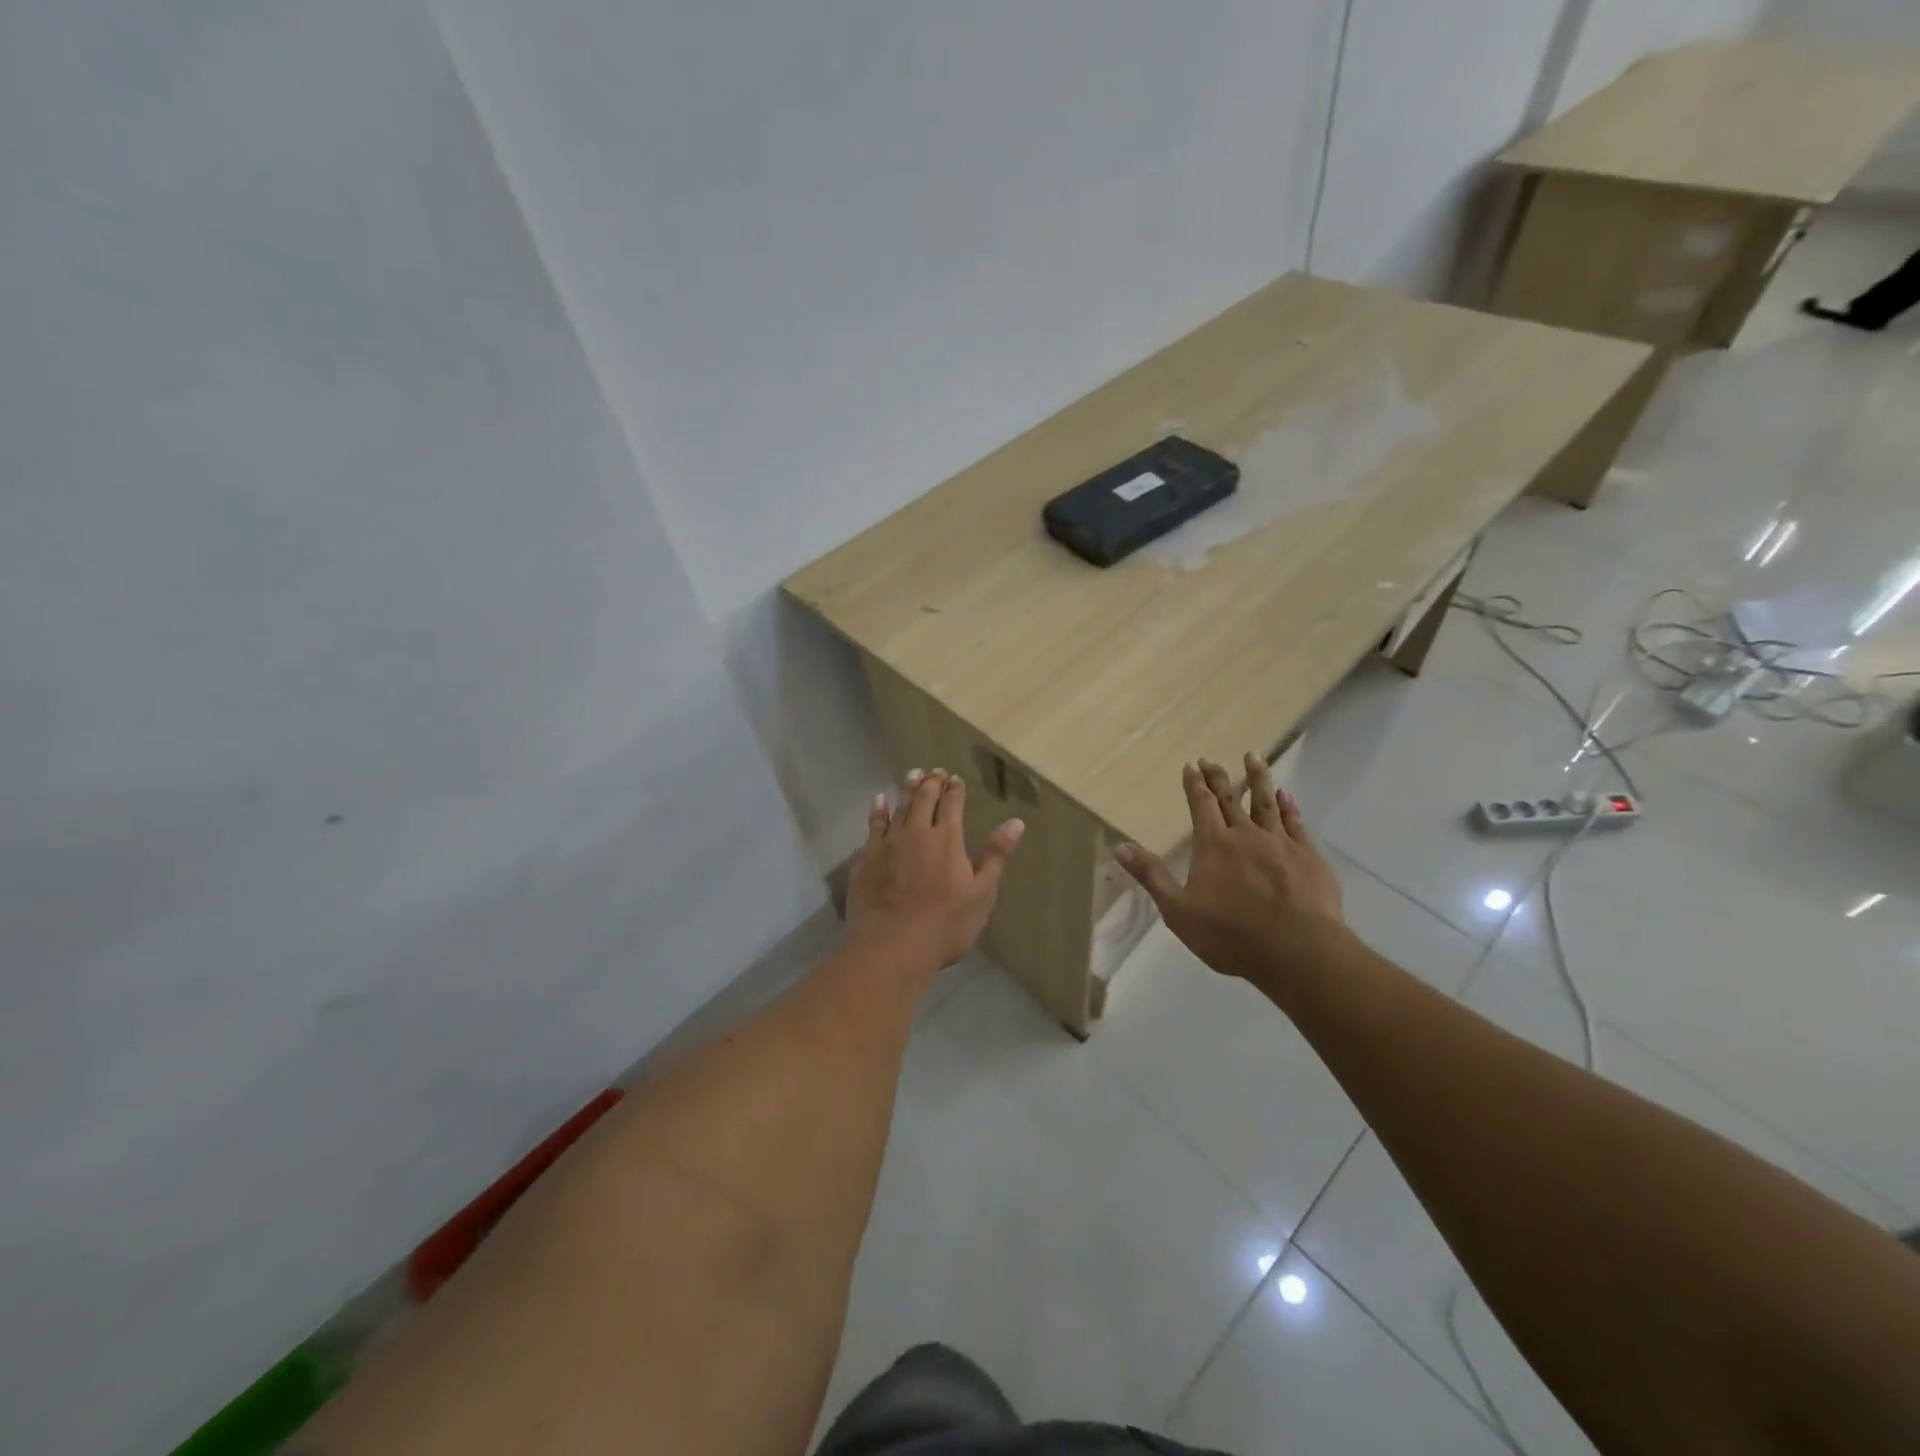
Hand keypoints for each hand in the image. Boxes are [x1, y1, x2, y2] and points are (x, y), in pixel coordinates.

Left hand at [845, 769, 1024, 971]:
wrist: (890, 946)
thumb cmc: (944, 925)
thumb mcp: (981, 893)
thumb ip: (996, 856)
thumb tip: (1016, 822)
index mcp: (947, 839)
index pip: (952, 805)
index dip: (955, 790)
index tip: (956, 779)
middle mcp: (917, 832)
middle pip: (924, 799)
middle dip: (931, 783)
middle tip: (934, 771)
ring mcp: (888, 843)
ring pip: (899, 807)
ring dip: (907, 789)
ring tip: (912, 774)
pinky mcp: (866, 857)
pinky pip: (873, 825)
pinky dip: (878, 810)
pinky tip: (879, 801)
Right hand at [1117, 755, 1345, 989]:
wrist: (1297, 951)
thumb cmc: (1231, 935)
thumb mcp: (1178, 910)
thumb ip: (1151, 875)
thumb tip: (1119, 846)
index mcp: (1213, 845)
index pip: (1201, 805)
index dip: (1194, 784)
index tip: (1191, 765)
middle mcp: (1246, 835)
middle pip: (1230, 798)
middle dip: (1218, 777)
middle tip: (1211, 759)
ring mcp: (1281, 843)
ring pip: (1266, 802)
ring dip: (1258, 779)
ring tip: (1253, 758)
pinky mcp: (1309, 857)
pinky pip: (1296, 822)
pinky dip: (1289, 806)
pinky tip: (1287, 796)